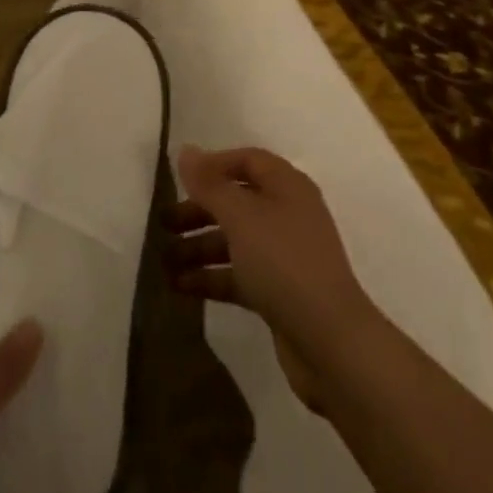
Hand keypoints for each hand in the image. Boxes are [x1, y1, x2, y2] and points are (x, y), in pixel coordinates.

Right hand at [164, 145, 381, 414]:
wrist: (330, 342)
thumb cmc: (283, 262)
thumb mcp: (241, 217)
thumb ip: (210, 185)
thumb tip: (186, 151)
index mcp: (287, 186)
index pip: (247, 161)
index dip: (213, 166)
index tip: (179, 179)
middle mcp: (287, 214)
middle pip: (237, 201)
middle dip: (199, 211)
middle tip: (162, 223)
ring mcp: (285, 255)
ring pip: (235, 241)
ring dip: (200, 247)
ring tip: (162, 261)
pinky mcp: (279, 292)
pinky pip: (239, 275)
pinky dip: (212, 277)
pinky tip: (180, 287)